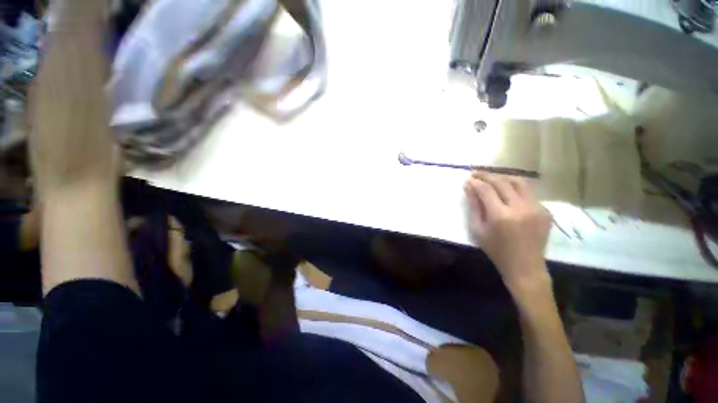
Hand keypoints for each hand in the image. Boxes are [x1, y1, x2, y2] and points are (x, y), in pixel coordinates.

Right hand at [463, 172, 551, 296]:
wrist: (525, 266)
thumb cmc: (496, 250)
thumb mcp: (478, 229)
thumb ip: (474, 206)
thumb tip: (468, 187)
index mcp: (501, 216)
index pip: (486, 190)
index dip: (476, 182)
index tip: (468, 179)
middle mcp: (521, 208)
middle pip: (502, 182)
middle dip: (487, 175)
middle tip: (476, 173)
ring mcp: (536, 208)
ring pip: (519, 182)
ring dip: (502, 177)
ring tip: (491, 178)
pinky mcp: (545, 210)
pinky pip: (528, 192)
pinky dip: (514, 188)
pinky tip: (506, 191)